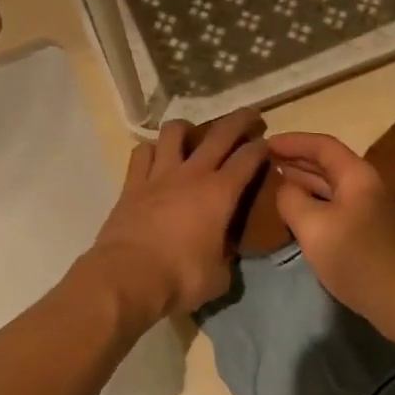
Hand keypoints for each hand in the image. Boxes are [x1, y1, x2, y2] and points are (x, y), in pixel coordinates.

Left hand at [88, 111, 269, 318]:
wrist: (127, 278)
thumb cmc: (180, 278)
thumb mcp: (219, 275)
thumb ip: (226, 255)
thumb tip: (225, 250)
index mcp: (220, 193)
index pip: (247, 159)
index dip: (261, 148)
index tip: (267, 144)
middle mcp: (192, 175)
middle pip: (219, 135)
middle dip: (239, 121)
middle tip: (249, 116)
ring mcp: (158, 175)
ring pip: (174, 132)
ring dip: (187, 129)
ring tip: (192, 135)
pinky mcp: (132, 184)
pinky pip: (142, 153)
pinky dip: (152, 150)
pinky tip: (156, 157)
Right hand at [269, 132, 394, 340]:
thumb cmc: (358, 257)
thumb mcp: (313, 226)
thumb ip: (291, 200)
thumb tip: (284, 188)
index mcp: (355, 175)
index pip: (322, 145)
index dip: (292, 141)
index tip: (263, 143)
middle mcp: (364, 188)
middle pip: (327, 165)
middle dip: (294, 161)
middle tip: (261, 163)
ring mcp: (368, 213)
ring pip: (329, 189)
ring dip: (302, 184)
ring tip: (271, 185)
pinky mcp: (367, 237)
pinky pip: (333, 210)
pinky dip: (311, 206)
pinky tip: (295, 218)